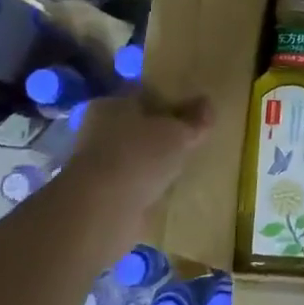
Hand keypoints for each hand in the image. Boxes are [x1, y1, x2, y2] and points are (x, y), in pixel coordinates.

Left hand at [66, 94, 213, 232]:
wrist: (101, 212)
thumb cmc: (139, 157)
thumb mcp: (178, 134)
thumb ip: (195, 120)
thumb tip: (207, 104)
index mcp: (112, 103)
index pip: (143, 92)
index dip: (169, 99)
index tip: (192, 111)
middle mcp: (98, 129)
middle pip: (137, 124)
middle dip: (160, 131)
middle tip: (190, 139)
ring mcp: (96, 163)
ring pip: (133, 154)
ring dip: (152, 160)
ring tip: (181, 167)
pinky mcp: (98, 194)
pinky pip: (130, 181)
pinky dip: (144, 184)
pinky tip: (164, 190)